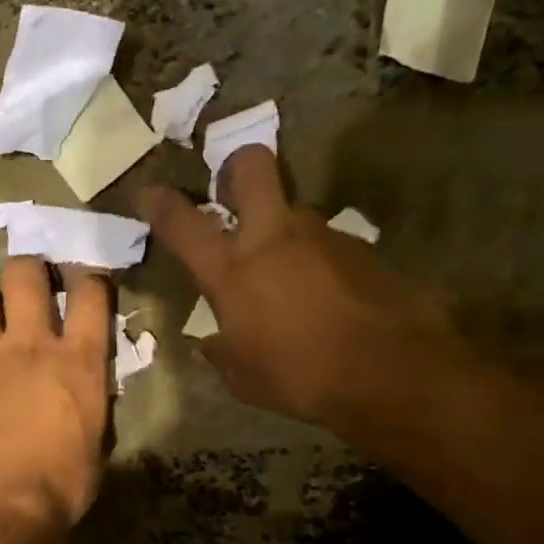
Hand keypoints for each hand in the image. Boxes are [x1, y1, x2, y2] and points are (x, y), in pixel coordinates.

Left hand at [0, 258, 112, 538]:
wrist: (0, 513)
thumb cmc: (62, 486)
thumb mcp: (95, 441)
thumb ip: (90, 399)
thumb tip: (86, 387)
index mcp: (78, 361)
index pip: (91, 293)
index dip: (92, 279)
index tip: (89, 283)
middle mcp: (30, 347)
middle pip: (24, 275)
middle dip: (31, 270)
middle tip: (35, 284)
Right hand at [143, 150, 463, 427]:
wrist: (391, 371)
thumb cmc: (299, 376)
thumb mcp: (242, 376)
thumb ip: (219, 351)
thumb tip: (209, 343)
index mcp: (232, 270)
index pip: (184, 223)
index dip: (162, 203)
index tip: (152, 193)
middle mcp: (273, 238)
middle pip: (251, 167)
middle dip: (234, 169)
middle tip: (229, 194)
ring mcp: (321, 235)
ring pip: (291, 208)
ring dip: (278, 228)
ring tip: (282, 273)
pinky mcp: (360, 247)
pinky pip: (324, 241)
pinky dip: (314, 259)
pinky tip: (322, 296)